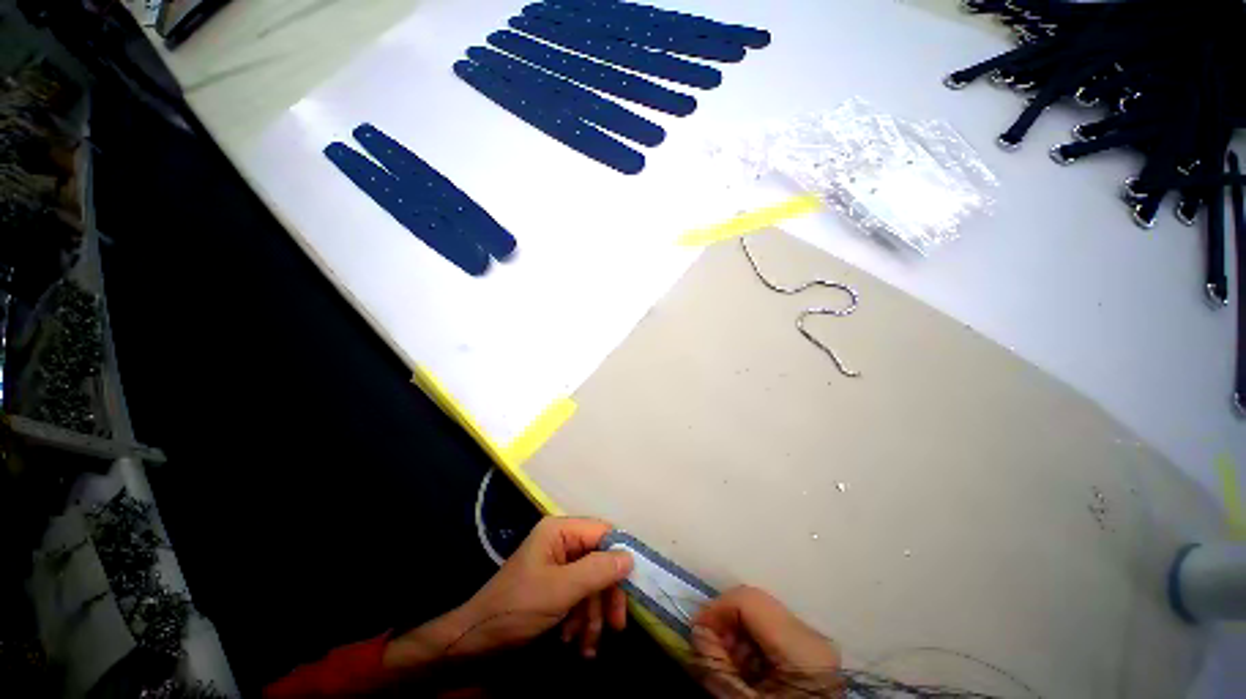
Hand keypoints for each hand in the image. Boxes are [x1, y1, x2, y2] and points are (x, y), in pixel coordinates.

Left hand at [450, 517, 632, 658]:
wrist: (474, 648)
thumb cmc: (517, 610)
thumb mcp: (561, 590)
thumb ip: (598, 570)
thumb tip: (631, 557)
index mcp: (559, 531)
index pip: (602, 532)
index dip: (620, 555)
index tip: (634, 586)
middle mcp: (561, 543)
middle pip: (599, 561)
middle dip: (606, 595)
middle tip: (618, 625)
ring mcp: (557, 567)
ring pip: (591, 584)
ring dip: (593, 616)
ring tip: (588, 646)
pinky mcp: (554, 590)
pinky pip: (579, 599)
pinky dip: (581, 622)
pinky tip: (576, 644)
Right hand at [691, 586, 843, 698]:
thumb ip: (716, 663)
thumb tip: (699, 629)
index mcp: (803, 646)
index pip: (748, 600)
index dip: (716, 609)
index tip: (697, 631)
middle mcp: (812, 636)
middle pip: (755, 605)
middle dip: (725, 624)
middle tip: (710, 651)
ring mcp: (813, 643)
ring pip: (761, 616)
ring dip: (736, 635)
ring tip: (728, 665)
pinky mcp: (810, 653)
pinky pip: (771, 633)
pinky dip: (751, 646)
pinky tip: (746, 670)